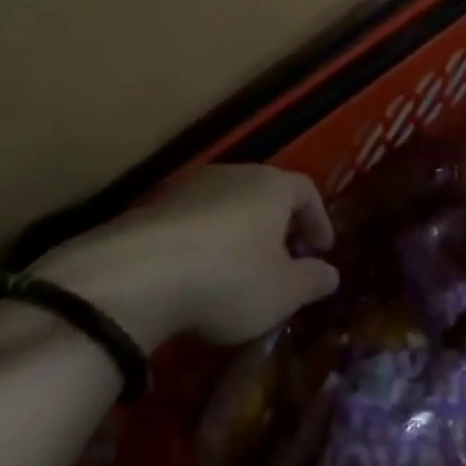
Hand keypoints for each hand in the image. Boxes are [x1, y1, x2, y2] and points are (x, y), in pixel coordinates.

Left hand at [25, 165, 338, 349]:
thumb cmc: (229, 278)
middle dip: (279, 226)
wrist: (135, 276)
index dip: (319, 220)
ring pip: (227, 206)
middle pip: (265, 194)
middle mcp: (232, 174)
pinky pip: (193, 222)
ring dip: (240, 234)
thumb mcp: (284, 291)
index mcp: (271, 185)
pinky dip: (205, 243)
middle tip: (285, 260)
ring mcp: (187, 188)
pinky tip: (199, 276)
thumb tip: (330, 274)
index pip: (306, 191)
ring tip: (241, 271)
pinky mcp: (151, 208)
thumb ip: (313, 280)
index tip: (321, 250)